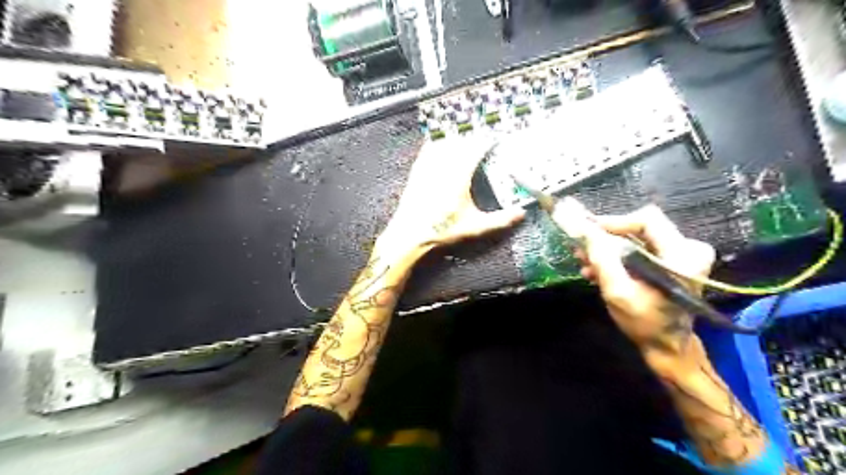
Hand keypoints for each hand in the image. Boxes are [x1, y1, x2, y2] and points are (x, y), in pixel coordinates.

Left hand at [375, 138, 522, 259]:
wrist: (410, 234)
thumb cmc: (443, 230)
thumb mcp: (475, 228)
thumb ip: (500, 220)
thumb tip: (522, 213)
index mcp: (459, 176)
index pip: (476, 150)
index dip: (487, 141)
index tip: (496, 139)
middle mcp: (443, 166)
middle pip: (460, 143)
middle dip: (473, 138)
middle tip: (483, 139)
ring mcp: (428, 167)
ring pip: (444, 144)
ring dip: (456, 139)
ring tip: (465, 139)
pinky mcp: (417, 171)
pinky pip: (428, 150)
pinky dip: (437, 144)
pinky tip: (439, 143)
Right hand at [563, 198, 715, 372]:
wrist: (667, 347)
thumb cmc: (645, 323)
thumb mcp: (618, 292)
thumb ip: (601, 259)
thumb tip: (582, 229)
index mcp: (682, 255)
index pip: (646, 220)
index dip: (614, 222)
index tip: (587, 231)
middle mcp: (687, 249)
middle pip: (639, 228)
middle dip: (606, 237)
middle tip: (580, 247)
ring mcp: (680, 256)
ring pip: (636, 239)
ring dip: (607, 249)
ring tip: (583, 261)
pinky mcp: (670, 263)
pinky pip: (639, 249)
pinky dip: (616, 257)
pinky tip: (596, 270)